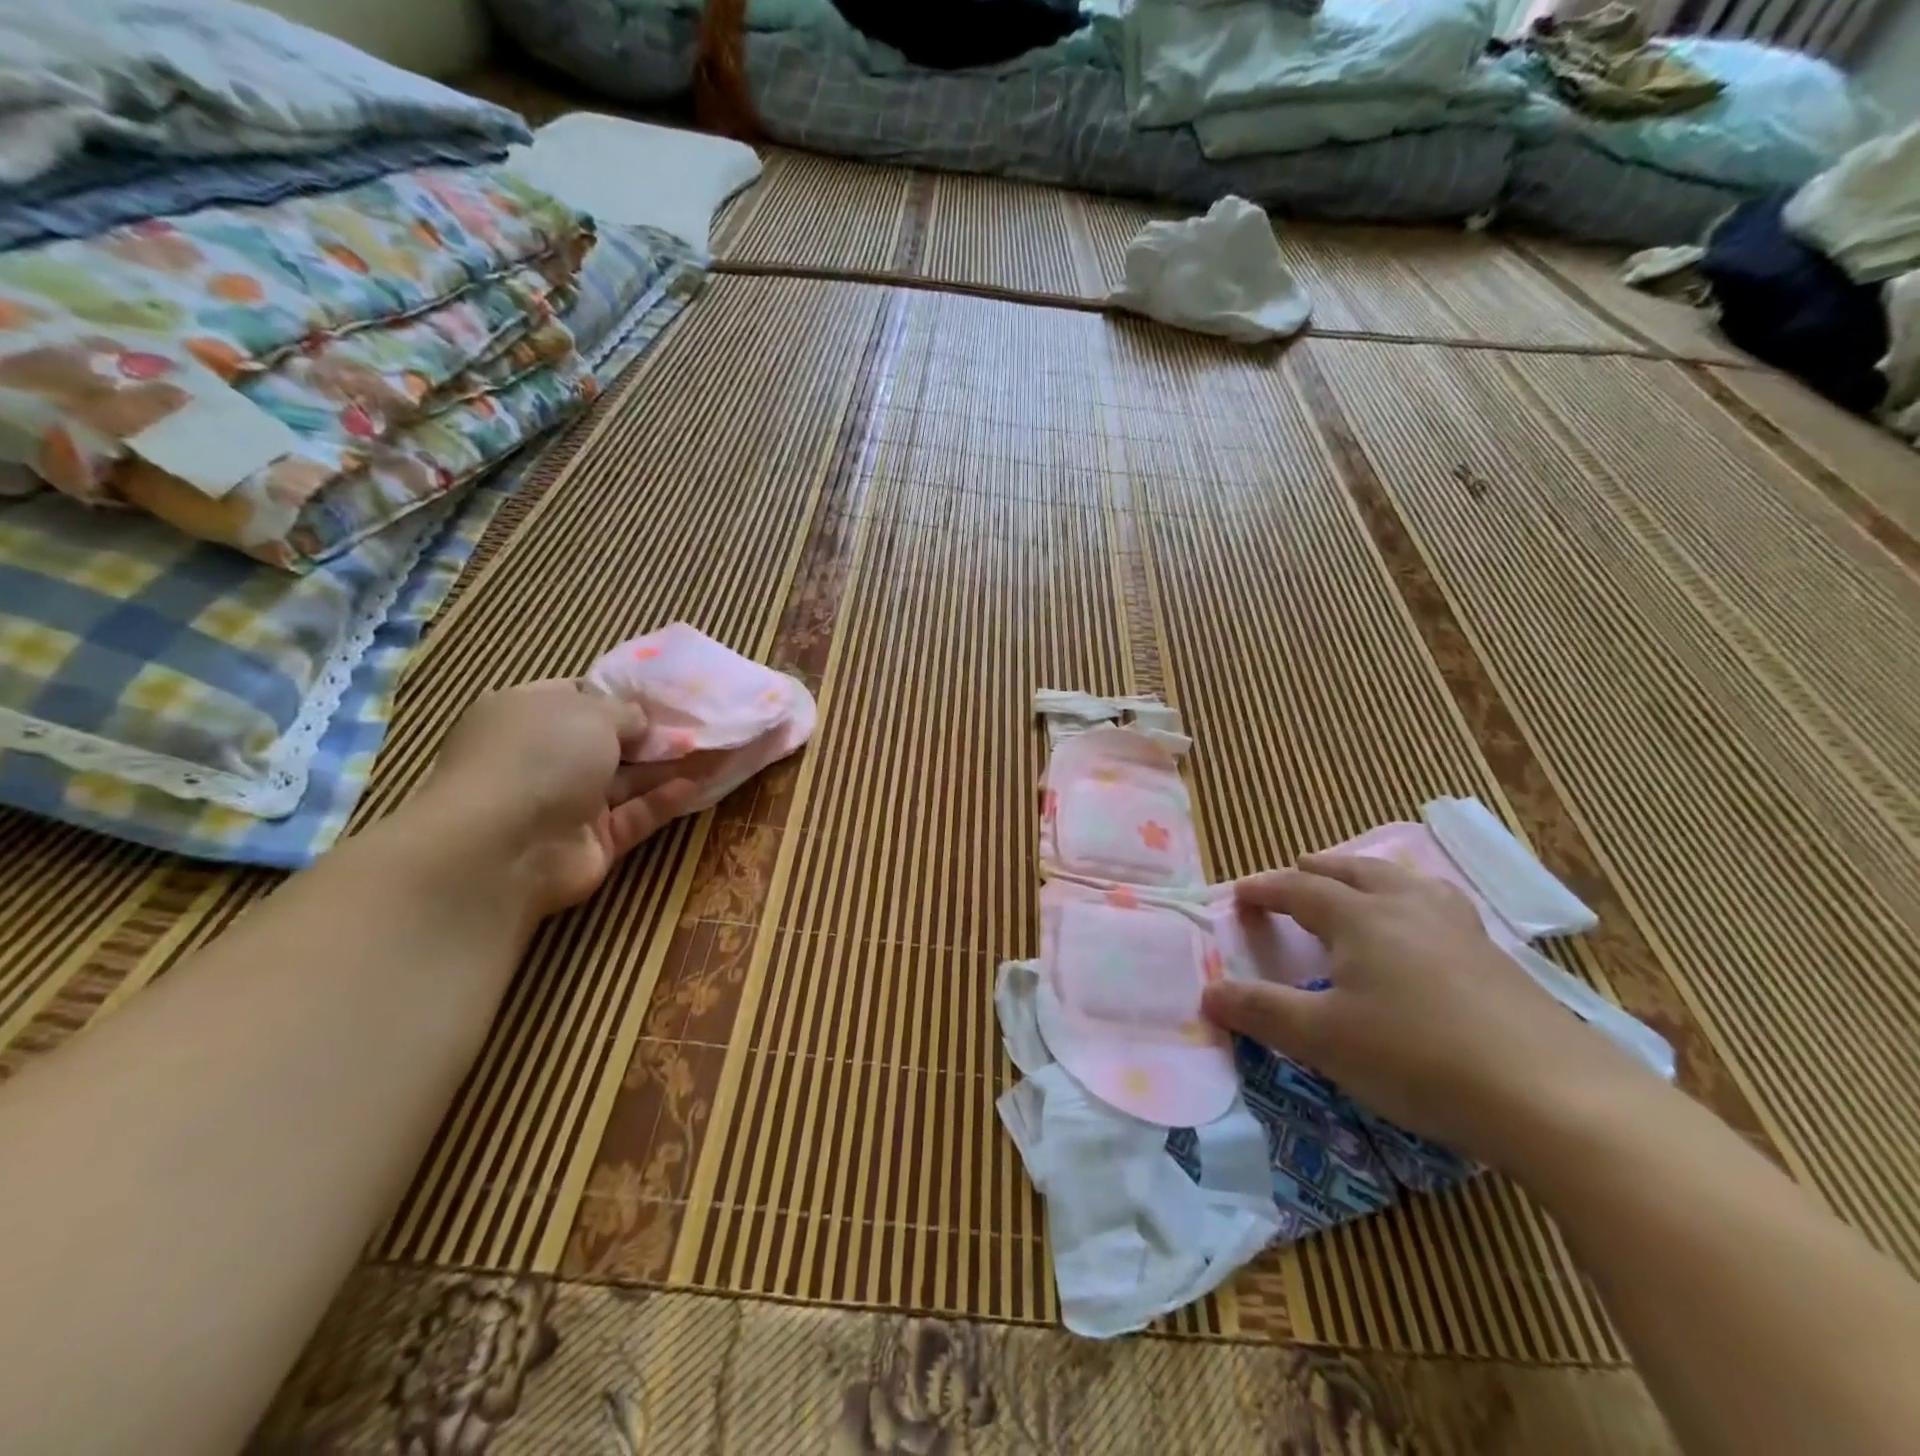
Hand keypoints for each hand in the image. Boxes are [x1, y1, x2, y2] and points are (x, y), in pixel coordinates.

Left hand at [418, 681, 699, 920]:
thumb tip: (641, 720)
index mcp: (526, 715)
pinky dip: (663, 800)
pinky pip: (634, 816)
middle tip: (700, 722)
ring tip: (715, 750)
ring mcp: (567, 802)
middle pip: (608, 742)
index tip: (665, 693)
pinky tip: (696, 785)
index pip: (577, 696)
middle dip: (652, 734)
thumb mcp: (590, 712)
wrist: (504, 846)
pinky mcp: (592, 842)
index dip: (620, 694)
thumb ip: (626, 711)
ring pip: (627, 780)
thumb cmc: (540, 756)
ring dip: (667, 766)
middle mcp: (543, 758)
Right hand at [1200, 853, 1645, 1163]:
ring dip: (1372, 878)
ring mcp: (1460, 931)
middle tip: (1298, 869)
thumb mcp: (1323, 1038)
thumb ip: (1261, 1011)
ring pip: (1407, 884)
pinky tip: (1426, 936)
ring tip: (1363, 887)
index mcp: (1361, 917)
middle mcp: (1408, 908)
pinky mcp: (1499, 961)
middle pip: (1356, 871)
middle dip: (1320, 868)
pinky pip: (1443, 910)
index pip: (1300, 888)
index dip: (1265, 888)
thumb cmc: (1418, 1056)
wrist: (1555, 1097)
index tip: (1239, 894)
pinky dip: (1416, 905)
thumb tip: (1207, 993)